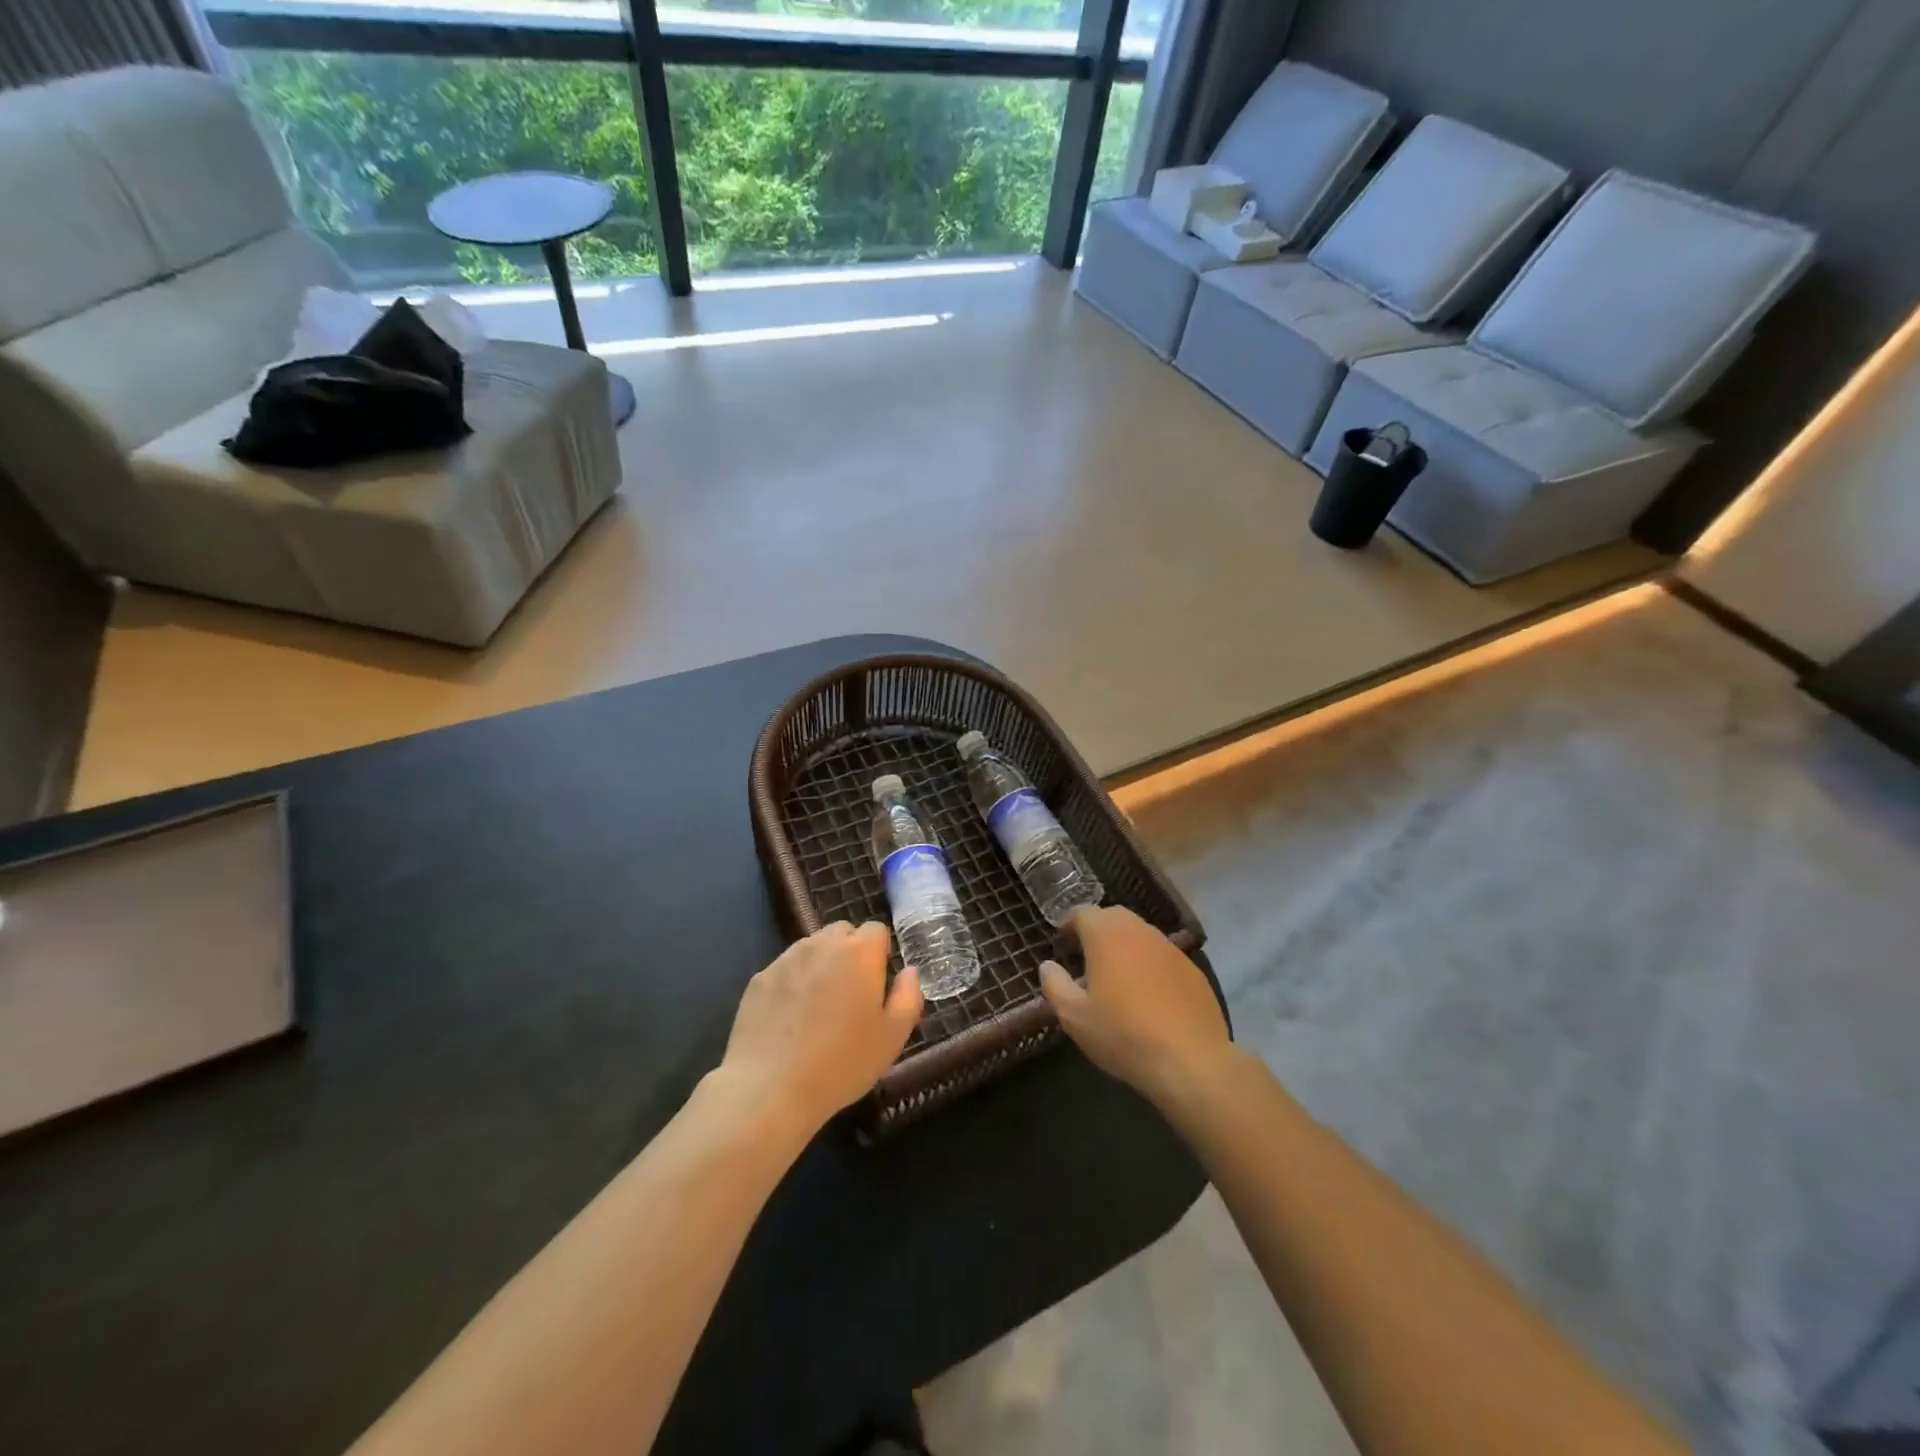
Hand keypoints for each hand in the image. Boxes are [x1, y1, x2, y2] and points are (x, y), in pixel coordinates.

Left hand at [717, 921, 923, 1134]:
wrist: (769, 1089)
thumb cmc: (842, 1063)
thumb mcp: (893, 1037)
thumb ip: (908, 996)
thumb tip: (909, 972)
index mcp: (859, 953)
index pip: (876, 929)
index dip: (880, 953)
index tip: (877, 983)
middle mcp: (822, 945)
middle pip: (842, 932)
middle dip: (850, 952)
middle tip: (851, 994)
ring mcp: (786, 959)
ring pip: (812, 948)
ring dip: (821, 965)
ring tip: (819, 1008)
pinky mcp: (759, 979)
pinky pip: (785, 969)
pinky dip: (793, 983)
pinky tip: (790, 1020)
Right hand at [1039, 905, 1228, 1105]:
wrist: (1191, 1061)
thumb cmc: (1123, 1035)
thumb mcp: (1075, 1017)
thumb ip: (1055, 985)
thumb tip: (1048, 966)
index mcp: (1107, 936)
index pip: (1083, 912)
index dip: (1070, 924)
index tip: (1063, 944)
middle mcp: (1140, 932)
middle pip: (1114, 916)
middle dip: (1097, 929)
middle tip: (1087, 955)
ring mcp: (1170, 949)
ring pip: (1141, 934)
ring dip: (1125, 945)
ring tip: (1117, 975)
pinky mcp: (1193, 969)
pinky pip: (1163, 955)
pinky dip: (1150, 963)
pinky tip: (1149, 994)